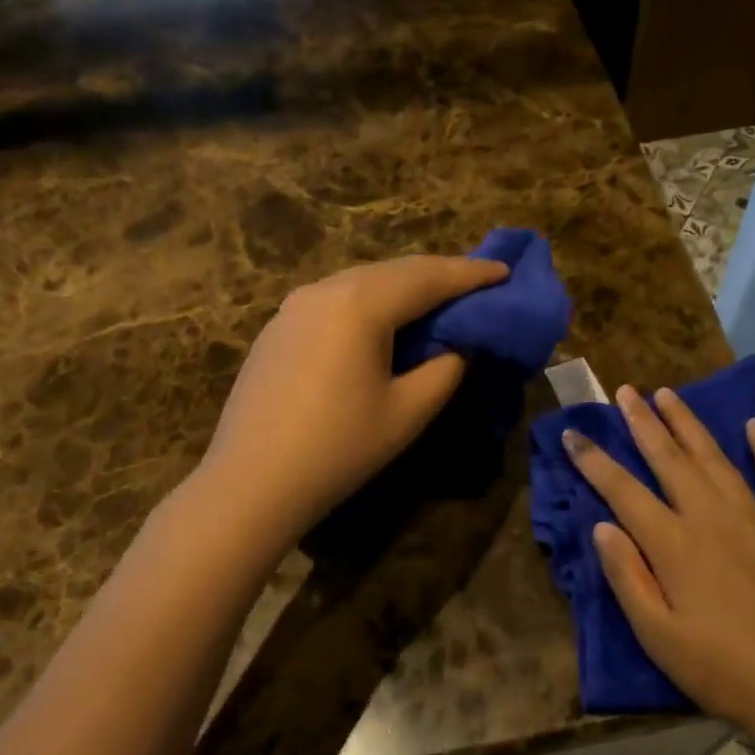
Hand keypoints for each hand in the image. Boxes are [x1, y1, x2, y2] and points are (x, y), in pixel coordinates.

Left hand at [203, 255, 508, 539]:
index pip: (428, 277)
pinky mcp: (279, 326)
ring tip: (436, 300)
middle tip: (476, 283)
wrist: (250, 483)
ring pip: (363, 281)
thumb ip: (445, 368)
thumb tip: (457, 344)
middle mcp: (326, 289)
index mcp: (360, 304)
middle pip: (395, 271)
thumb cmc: (338, 449)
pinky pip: (337, 299)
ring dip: (404, 286)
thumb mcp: (407, 412)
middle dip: (439, 274)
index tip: (504, 271)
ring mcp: (295, 305)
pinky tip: (382, 322)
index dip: (471, 274)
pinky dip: (371, 301)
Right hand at [563, 386, 754, 743]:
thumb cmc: (725, 671)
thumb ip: (627, 577)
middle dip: (642, 422)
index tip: (572, 432)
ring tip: (669, 394)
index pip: (622, 490)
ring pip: (714, 458)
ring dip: (688, 424)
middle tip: (625, 390)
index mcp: (673, 544)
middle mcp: (711, 517)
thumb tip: (601, 526)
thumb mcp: (659, 637)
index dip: (593, 460)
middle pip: (668, 459)